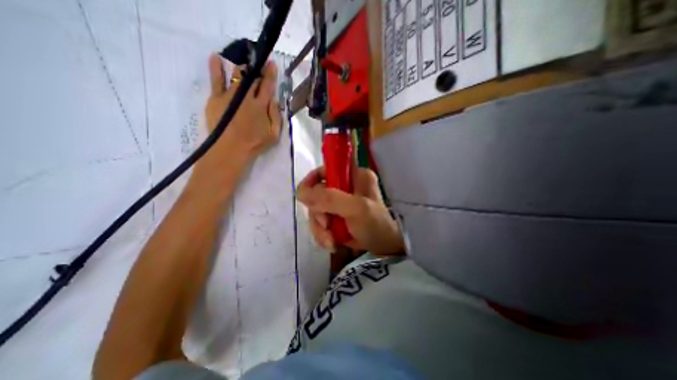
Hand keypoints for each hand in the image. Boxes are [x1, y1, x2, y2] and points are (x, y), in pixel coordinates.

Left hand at [199, 54, 280, 170]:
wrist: (230, 149)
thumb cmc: (255, 143)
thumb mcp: (274, 134)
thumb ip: (276, 116)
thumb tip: (274, 100)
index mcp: (261, 105)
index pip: (267, 85)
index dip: (270, 73)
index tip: (271, 63)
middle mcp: (246, 96)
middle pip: (252, 78)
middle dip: (257, 69)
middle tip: (259, 62)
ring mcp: (229, 95)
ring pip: (236, 75)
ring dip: (242, 68)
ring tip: (245, 64)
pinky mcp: (216, 98)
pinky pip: (215, 80)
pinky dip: (215, 68)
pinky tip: (215, 57)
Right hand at [295, 166, 400, 255]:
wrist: (384, 249)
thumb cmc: (375, 225)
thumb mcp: (356, 209)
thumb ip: (330, 199)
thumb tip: (301, 193)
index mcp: (354, 175)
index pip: (325, 169)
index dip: (312, 180)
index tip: (306, 197)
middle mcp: (345, 186)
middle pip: (317, 193)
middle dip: (318, 213)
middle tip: (327, 225)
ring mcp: (340, 202)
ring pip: (316, 210)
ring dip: (320, 228)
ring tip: (331, 240)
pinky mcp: (336, 216)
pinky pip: (319, 222)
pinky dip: (322, 235)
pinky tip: (332, 243)